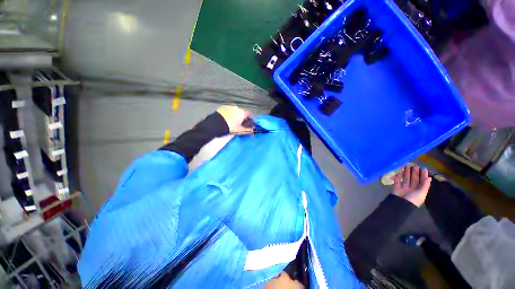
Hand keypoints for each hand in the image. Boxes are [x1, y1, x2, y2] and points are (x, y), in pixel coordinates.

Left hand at [216, 105, 253, 133]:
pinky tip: (226, 119)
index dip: (249, 118)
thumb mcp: (240, 130)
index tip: (248, 123)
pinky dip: (229, 114)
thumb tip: (252, 130)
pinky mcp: (222, 108)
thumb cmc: (230, 127)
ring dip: (235, 115)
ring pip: (235, 111)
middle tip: (239, 124)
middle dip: (242, 117)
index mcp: (242, 113)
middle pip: (242, 112)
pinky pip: (228, 111)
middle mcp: (237, 108)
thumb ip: (247, 130)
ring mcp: (229, 107)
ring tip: (232, 122)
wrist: (216, 124)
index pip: (249, 114)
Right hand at [392, 164, 431, 206]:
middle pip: (414, 179)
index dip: (423, 175)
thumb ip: (425, 185)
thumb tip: (429, 177)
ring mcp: (404, 188)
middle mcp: (412, 188)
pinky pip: (397, 181)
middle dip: (414, 172)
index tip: (423, 168)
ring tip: (406, 166)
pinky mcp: (396, 187)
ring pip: (406, 179)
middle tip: (414, 165)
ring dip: (406, 173)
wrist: (400, 203)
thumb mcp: (421, 193)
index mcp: (419, 190)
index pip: (422, 181)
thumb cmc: (413, 199)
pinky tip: (398, 171)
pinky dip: (397, 176)